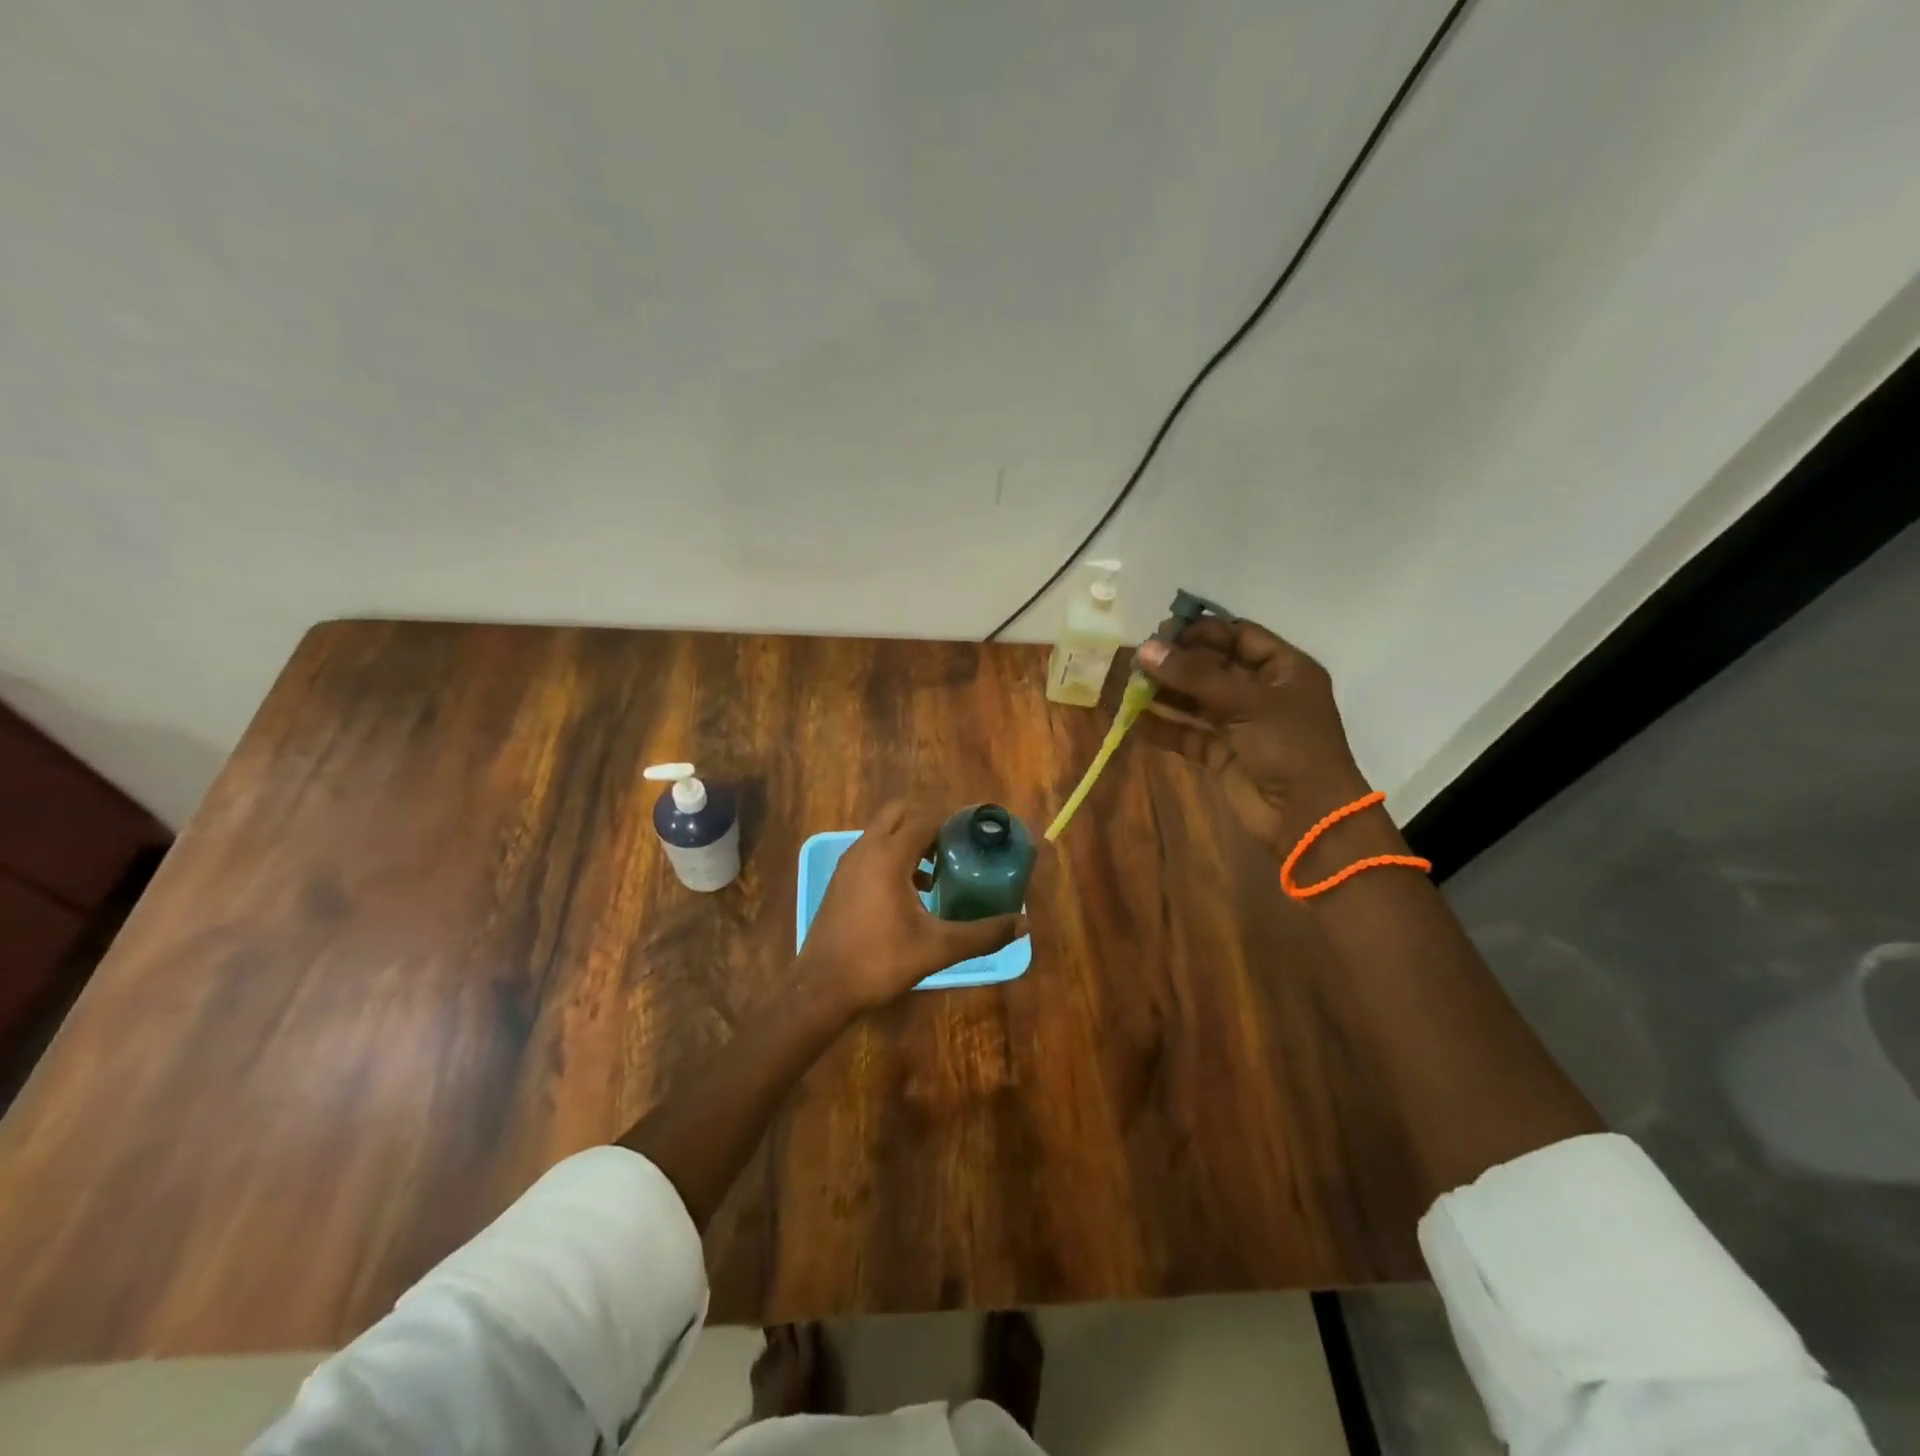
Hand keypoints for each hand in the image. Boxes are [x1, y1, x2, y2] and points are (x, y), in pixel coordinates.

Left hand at [797, 801, 1027, 1012]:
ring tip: (939, 870)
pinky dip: (892, 856)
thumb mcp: (938, 948)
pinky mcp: (841, 880)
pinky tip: (911, 892)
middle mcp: (866, 849)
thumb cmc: (880, 961)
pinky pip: (871, 851)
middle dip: (927, 822)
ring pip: (882, 832)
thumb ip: (983, 934)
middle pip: (899, 813)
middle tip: (954, 846)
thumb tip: (1023, 924)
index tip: (976, 835)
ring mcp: (848, 863)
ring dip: (909, 840)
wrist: (822, 988)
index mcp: (889, 855)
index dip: (952, 822)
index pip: (925, 819)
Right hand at [1134, 617, 1369, 856]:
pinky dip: (1164, 727)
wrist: (1306, 815)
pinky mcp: (1222, 753)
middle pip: (1212, 667)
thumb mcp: (1247, 702)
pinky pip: (1188, 733)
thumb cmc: (1289, 746)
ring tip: (1130, 686)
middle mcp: (1261, 692)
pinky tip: (1134, 720)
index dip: (1201, 632)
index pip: (1238, 636)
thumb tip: (1144, 650)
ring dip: (1165, 693)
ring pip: (1196, 700)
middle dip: (1176, 663)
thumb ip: (1194, 676)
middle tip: (1138, 659)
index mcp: (1283, 669)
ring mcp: (1241, 724)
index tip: (1162, 633)